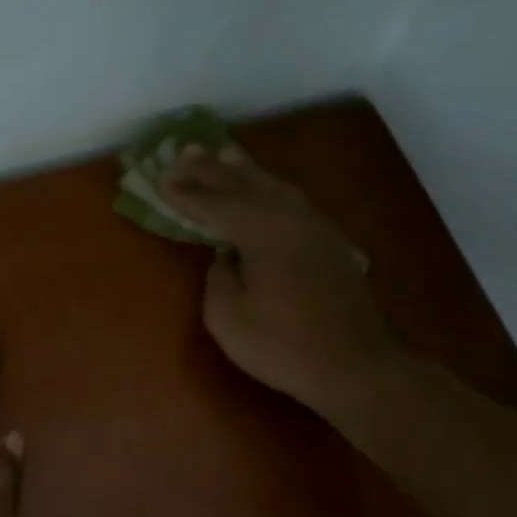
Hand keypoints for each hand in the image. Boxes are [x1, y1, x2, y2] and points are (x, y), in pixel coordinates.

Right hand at [160, 143, 397, 417]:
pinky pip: (292, 201)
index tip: (161, 177)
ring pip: (274, 187)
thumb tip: (225, 256)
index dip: (186, 192)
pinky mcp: (330, 243)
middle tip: (185, 151)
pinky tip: (266, 189)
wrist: (355, 366)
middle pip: (245, 185)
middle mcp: (290, 218)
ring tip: (224, 154)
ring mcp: (315, 228)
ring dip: (245, 171)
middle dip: (212, 169)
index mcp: (262, 231)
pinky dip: (270, 188)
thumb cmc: (282, 345)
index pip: (215, 204)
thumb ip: (218, 276)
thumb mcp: (227, 317)